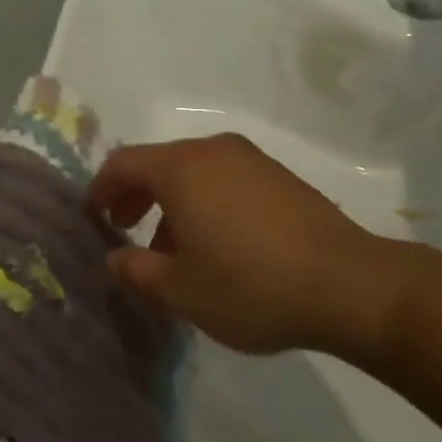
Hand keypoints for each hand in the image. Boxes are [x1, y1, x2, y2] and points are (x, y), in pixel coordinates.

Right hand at [90, 133, 400, 355]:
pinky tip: (217, 242)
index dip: (101, 189)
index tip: (94, 218)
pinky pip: (223, 178)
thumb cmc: (250, 285)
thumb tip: (114, 258)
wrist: (346, 283)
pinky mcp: (277, 174)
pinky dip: (204, 199)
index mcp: (181, 168)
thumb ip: (137, 271)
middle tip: (125, 228)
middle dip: (135, 194)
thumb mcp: (181, 291)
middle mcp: (211, 150)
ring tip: (172, 247)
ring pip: (193, 171)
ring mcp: (248, 158)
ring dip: (171, 201)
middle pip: (158, 162)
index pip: (123, 163)